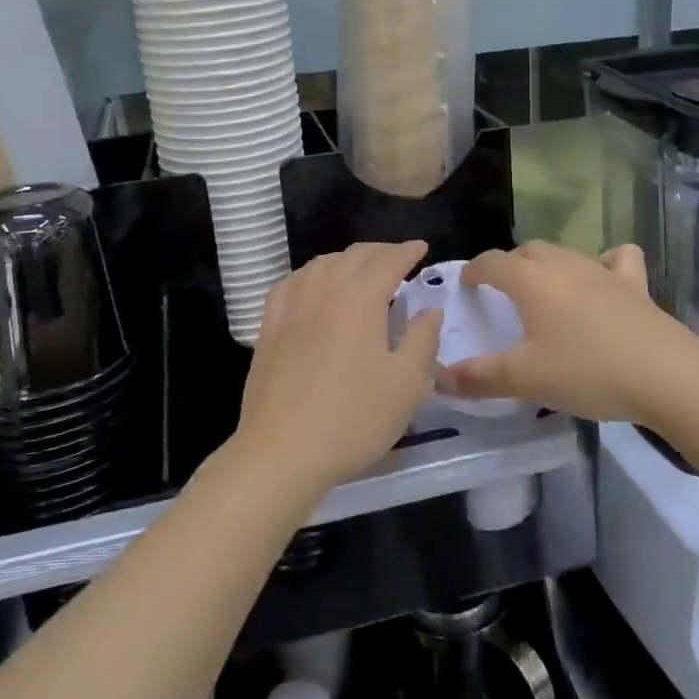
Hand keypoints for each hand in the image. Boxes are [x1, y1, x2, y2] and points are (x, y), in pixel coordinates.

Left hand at [234, 240, 441, 498]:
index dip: (407, 251)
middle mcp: (325, 289)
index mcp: (361, 297)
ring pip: (322, 264)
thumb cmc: (353, 418)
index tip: (422, 248)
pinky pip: (292, 283)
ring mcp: (292, 305)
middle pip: (354, 256)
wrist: (282, 451)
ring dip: (347, 260)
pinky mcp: (269, 325)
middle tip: (398, 259)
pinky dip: (312, 274)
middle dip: (380, 252)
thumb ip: (423, 340)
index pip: (388, 260)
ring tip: (361, 271)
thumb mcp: (406, 384)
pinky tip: (314, 286)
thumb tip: (430, 311)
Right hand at [443, 241, 698, 427]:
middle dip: (510, 265)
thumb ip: (479, 377)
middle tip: (503, 293)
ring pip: (565, 253)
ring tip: (545, 290)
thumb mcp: (525, 380)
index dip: (474, 270)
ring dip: (548, 265)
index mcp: (531, 281)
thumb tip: (438, 379)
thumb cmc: (587, 371)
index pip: (492, 262)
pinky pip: (617, 259)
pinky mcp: (635, 284)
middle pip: (527, 252)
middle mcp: (563, 265)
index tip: (466, 284)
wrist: (666, 376)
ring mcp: (602, 270)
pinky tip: (604, 280)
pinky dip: (606, 263)